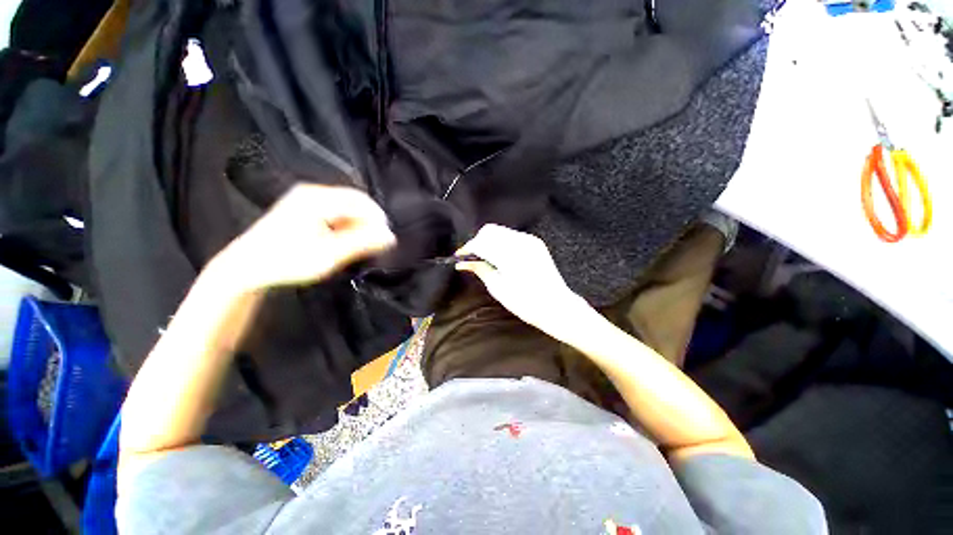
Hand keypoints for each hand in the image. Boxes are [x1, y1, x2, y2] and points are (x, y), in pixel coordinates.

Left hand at [214, 184, 394, 291]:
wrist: (247, 267)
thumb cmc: (287, 261)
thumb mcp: (329, 255)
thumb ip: (362, 244)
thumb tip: (390, 237)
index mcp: (317, 199)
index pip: (361, 201)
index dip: (378, 219)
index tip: (386, 239)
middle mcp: (312, 193)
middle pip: (354, 202)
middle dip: (369, 222)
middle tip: (375, 244)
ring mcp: (306, 200)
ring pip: (346, 208)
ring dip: (358, 225)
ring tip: (360, 245)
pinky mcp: (304, 209)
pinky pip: (335, 213)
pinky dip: (346, 226)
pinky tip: (345, 241)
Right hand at [455, 224, 590, 336]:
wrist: (556, 306)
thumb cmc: (526, 303)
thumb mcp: (498, 288)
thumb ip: (480, 270)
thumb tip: (463, 263)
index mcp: (510, 255)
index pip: (482, 242)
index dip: (468, 248)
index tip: (459, 257)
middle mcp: (521, 241)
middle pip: (490, 231)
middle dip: (477, 242)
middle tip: (472, 258)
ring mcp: (530, 240)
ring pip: (500, 231)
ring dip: (488, 241)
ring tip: (484, 258)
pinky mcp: (535, 243)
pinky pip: (511, 235)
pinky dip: (501, 242)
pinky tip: (499, 256)